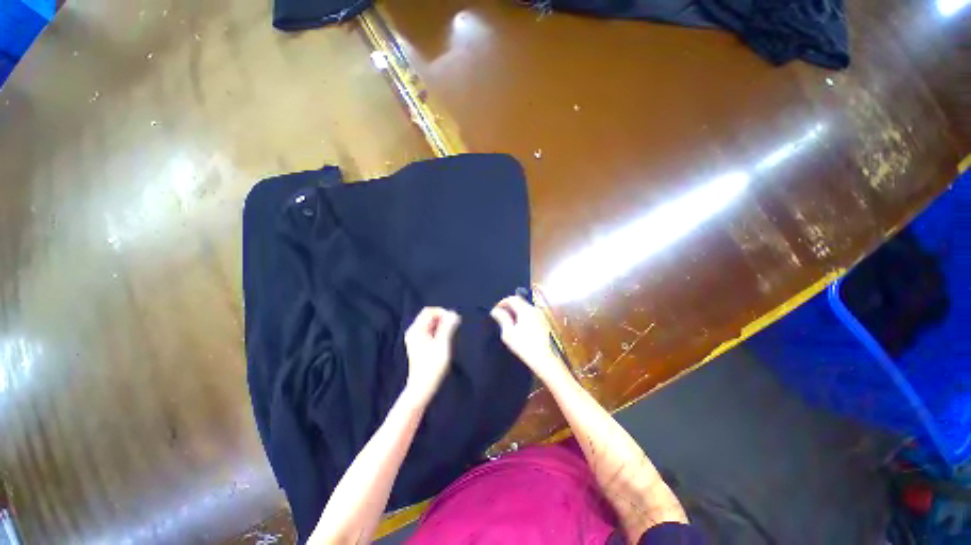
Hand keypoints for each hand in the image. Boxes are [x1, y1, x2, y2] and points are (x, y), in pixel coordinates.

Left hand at [403, 307, 460, 405]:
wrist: (422, 387)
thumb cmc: (432, 366)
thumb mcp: (442, 344)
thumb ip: (447, 327)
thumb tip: (453, 313)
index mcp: (416, 329)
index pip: (429, 311)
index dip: (442, 312)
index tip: (453, 320)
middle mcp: (414, 331)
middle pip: (429, 317)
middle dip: (443, 318)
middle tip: (455, 325)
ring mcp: (416, 339)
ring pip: (430, 324)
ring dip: (442, 325)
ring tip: (452, 333)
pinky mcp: (420, 345)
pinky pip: (430, 332)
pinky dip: (439, 331)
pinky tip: (446, 339)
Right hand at [490, 295, 564, 380]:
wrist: (544, 359)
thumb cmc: (524, 346)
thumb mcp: (508, 333)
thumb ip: (502, 318)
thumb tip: (496, 310)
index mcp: (525, 310)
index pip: (512, 298)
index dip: (502, 302)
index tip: (496, 310)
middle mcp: (534, 310)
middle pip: (520, 302)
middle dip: (509, 306)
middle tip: (501, 316)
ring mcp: (541, 316)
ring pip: (526, 308)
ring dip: (516, 311)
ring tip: (509, 322)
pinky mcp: (544, 323)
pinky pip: (531, 314)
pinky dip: (523, 316)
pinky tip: (520, 327)